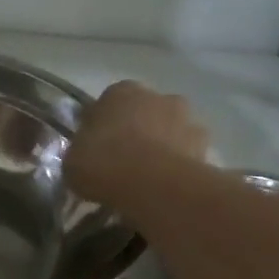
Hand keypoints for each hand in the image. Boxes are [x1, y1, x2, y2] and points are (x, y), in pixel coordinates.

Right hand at [65, 81, 208, 204]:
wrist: (152, 184)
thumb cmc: (103, 163)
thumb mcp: (72, 160)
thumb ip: (80, 151)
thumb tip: (86, 153)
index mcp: (120, 91)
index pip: (108, 103)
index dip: (102, 126)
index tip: (97, 148)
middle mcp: (157, 95)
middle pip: (144, 112)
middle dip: (137, 131)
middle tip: (124, 162)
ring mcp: (186, 118)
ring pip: (170, 130)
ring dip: (162, 146)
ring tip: (148, 179)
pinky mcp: (206, 145)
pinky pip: (187, 154)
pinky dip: (179, 165)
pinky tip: (166, 187)